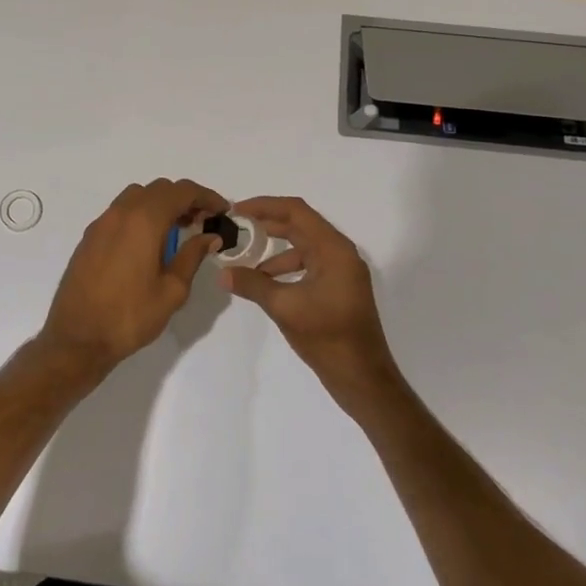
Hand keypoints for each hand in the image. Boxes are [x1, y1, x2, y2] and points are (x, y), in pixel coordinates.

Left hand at [38, 178, 227, 376]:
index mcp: (144, 221)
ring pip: (137, 196)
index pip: (181, 191)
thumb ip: (192, 256)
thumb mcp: (172, 290)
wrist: (77, 338)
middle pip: (159, 189)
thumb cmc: (130, 316)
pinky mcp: (90, 236)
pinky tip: (148, 242)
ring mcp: (101, 223)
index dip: (206, 196)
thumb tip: (210, 237)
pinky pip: (120, 212)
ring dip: (160, 204)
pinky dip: (140, 214)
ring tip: (177, 230)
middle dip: (184, 199)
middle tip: (203, 221)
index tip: (223, 210)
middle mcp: (121, 213)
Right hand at [221, 197, 399, 404]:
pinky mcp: (338, 288)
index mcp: (334, 249)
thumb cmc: (327, 337)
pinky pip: (308, 265)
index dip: (265, 206)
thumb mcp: (285, 307)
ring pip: (303, 247)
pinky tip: (265, 283)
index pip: (296, 212)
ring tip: (244, 260)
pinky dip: (285, 268)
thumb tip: (222, 272)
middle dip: (267, 224)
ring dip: (274, 250)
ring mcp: (341, 271)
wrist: (363, 378)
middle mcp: (340, 253)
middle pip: (300, 225)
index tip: (237, 210)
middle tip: (236, 227)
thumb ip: (253, 285)